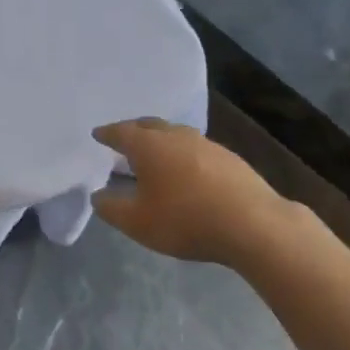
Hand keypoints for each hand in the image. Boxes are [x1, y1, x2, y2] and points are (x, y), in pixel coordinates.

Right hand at [92, 118, 290, 268]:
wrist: (252, 224)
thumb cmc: (185, 220)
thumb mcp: (138, 222)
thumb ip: (112, 208)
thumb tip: (98, 195)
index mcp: (149, 146)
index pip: (122, 132)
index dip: (107, 134)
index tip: (97, 134)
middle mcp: (177, 136)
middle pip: (150, 125)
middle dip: (134, 130)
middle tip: (124, 138)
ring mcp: (207, 144)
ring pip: (176, 134)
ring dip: (161, 141)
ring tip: (155, 154)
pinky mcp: (230, 158)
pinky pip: (197, 149)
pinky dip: (184, 154)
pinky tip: (187, 170)